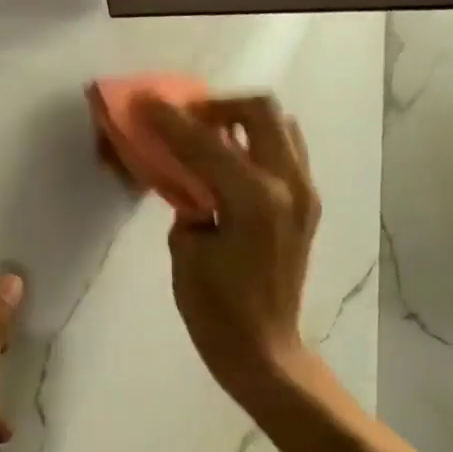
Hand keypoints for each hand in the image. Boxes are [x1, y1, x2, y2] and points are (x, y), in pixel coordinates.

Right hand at [143, 95, 319, 402]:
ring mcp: (305, 194)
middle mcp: (289, 185)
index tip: (145, 102)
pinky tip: (231, 167)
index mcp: (254, 199)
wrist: (263, 349)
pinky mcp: (307, 207)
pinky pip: (286, 154)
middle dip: (218, 107)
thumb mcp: (187, 254)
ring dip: (243, 123)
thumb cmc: (217, 311)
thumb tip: (190, 181)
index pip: (206, 143)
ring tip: (210, 140)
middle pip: (261, 112)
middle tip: (186, 121)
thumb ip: (189, 205)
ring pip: (281, 128)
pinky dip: (258, 146)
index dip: (170, 120)